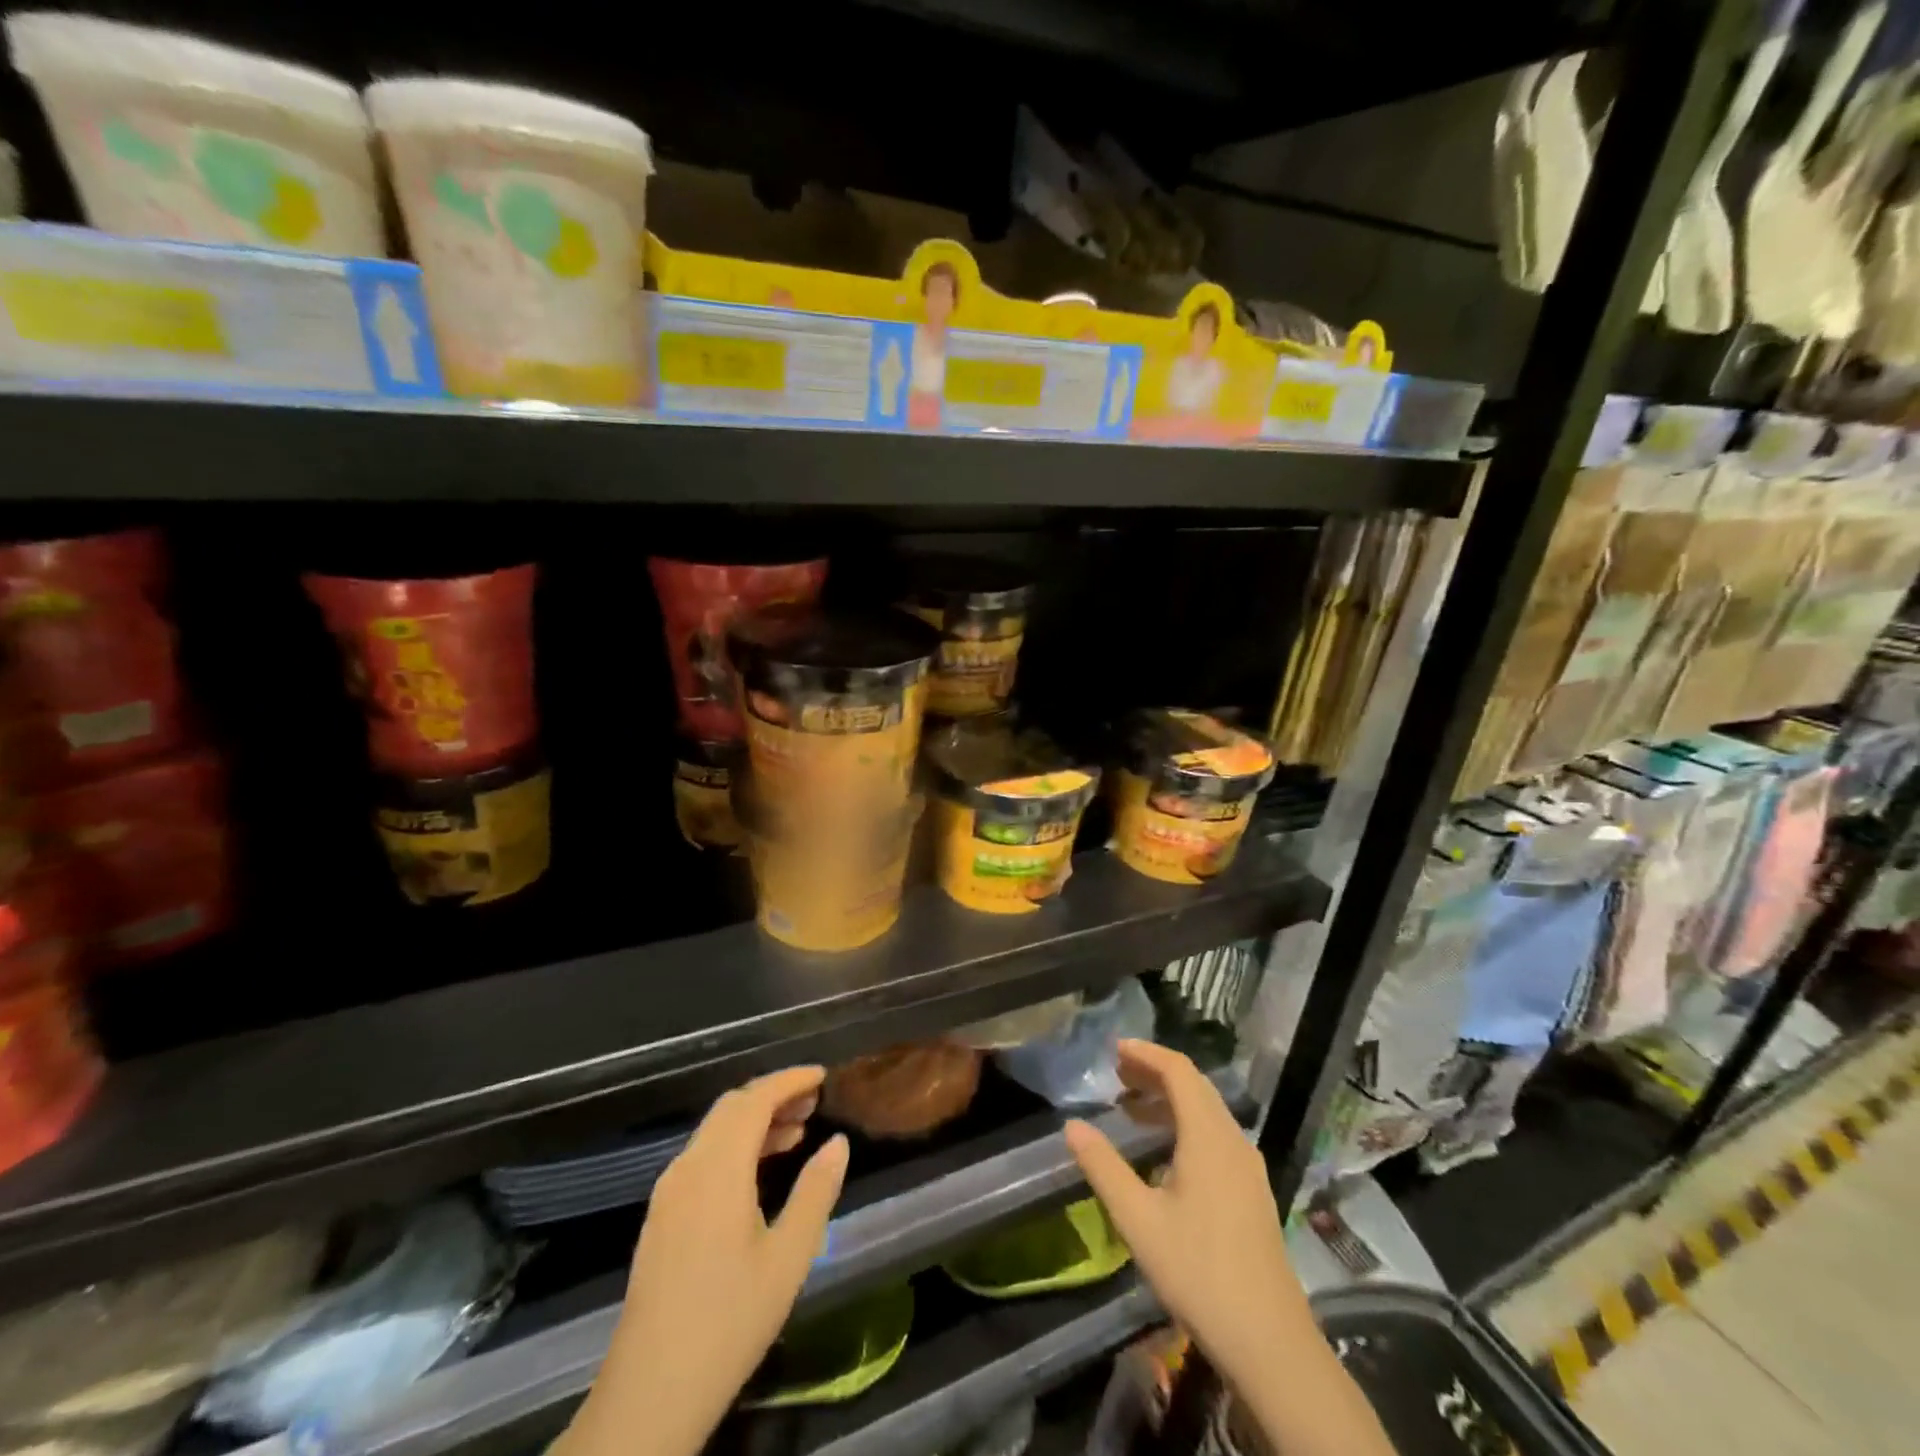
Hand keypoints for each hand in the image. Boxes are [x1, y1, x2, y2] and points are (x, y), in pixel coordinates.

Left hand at [564, 1067, 849, 1455]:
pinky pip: (703, 1157)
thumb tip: (837, 1143)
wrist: (650, 1394)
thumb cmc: (729, 1321)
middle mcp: (688, 1167)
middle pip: (731, 1107)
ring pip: (715, 1132)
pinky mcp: (662, 1217)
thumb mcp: (789, 1257)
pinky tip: (760, 1172)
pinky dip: (736, 1146)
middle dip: (773, 1095)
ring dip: (754, 1121)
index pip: (755, 1099)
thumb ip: (816, 1191)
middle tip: (814, 1103)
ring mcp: (669, 1192)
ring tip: (797, 1132)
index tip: (822, 1076)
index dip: (789, 1080)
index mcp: (718, 1169)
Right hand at [1063, 1041, 1310, 1389]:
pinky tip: (1162, 1151)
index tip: (1114, 1050)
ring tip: (1130, 1108)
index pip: (1179, 1071)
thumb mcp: (1139, 1220)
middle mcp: (1232, 1140)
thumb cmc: (1199, 1272)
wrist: (1270, 1342)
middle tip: (1116, 1075)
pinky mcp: (1251, 1190)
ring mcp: (1247, 1166)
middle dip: (1155, 1072)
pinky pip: (1215, 1135)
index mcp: (1209, 1137)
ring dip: (1169, 1099)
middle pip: (1195, 1086)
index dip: (1146, 1053)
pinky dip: (1184, 1124)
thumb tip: (1072, 1125)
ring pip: (1206, 1112)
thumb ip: (1103, 1167)